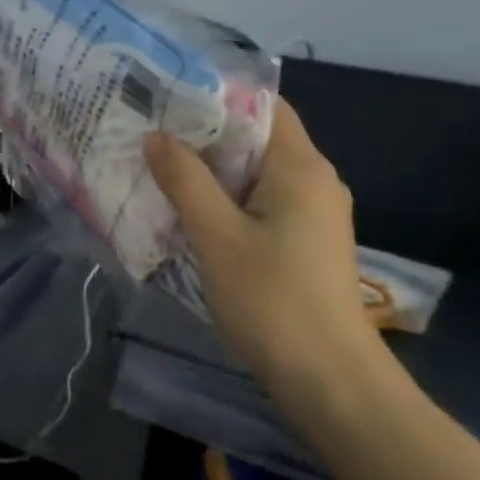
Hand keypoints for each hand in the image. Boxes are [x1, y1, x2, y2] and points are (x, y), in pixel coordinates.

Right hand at [145, 100, 388, 408]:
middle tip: (149, 133)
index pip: (263, 105)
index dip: (216, 96)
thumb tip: (157, 136)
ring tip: (157, 168)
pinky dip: (224, 199)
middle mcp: (314, 181)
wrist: (331, 383)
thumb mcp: (216, 236)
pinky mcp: (304, 242)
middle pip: (255, 138)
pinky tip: (187, 212)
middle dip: (202, 134)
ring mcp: (312, 214)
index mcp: (300, 168)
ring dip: (209, 170)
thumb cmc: (273, 300)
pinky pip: (259, 202)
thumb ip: (185, 180)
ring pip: (254, 173)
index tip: (166, 99)